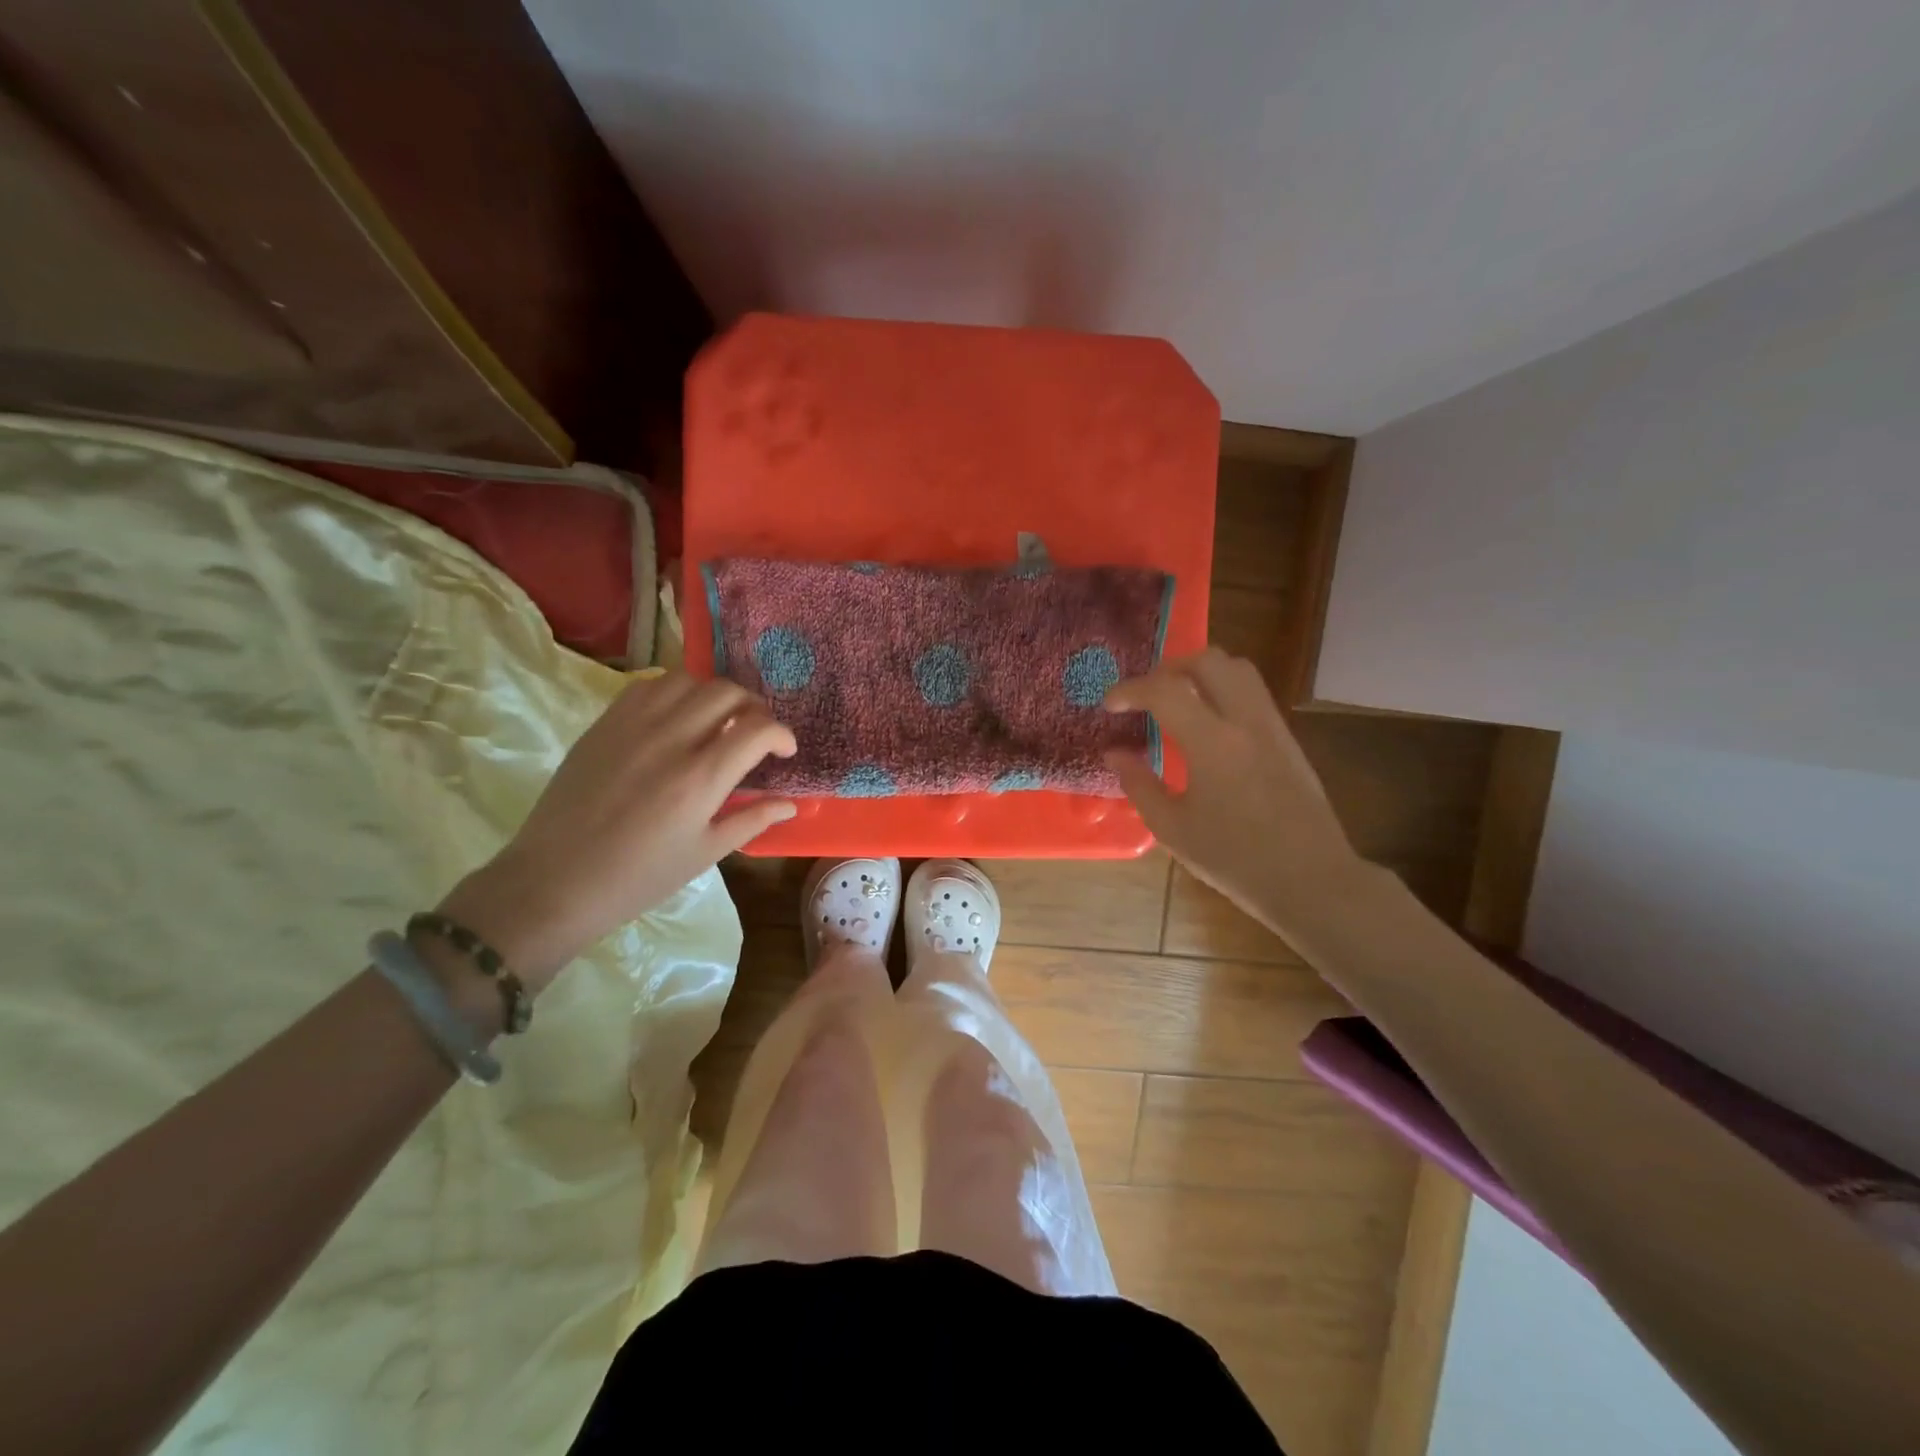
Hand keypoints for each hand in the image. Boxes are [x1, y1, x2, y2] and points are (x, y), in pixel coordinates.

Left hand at [438, 672, 795, 989]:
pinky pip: (647, 686)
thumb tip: (791, 803)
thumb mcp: (705, 853)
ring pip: (688, 680)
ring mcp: (632, 726)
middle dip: (753, 707)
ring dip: (713, 694)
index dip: (781, 734)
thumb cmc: (639, 877)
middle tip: (755, 732)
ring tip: (716, 719)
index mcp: (700, 778)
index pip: (757, 729)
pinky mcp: (604, 724)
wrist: (555, 881)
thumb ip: (752, 820)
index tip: (784, 751)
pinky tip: (676, 717)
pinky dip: (674, 692)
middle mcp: (670, 740)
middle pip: (727, 693)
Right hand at [1104, 649, 1365, 934]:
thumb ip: (1139, 784)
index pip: (1164, 690)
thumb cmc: (1235, 859)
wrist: (1311, 879)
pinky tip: (1207, 725)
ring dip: (1200, 672)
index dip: (1129, 689)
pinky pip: (1252, 693)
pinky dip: (1222, 690)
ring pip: (1238, 669)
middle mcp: (1246, 721)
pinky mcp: (1287, 738)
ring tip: (1176, 700)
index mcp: (1212, 743)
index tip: (1110, 704)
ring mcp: (1272, 726)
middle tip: (1146, 694)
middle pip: (1208, 660)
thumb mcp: (1172, 829)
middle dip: (1168, 668)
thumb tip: (1114, 753)